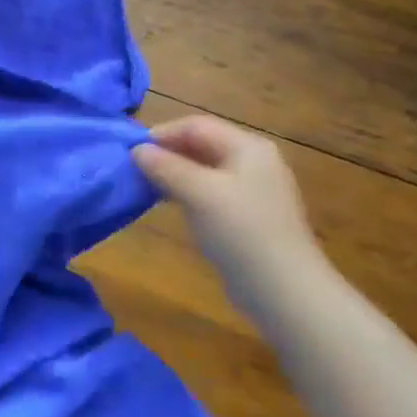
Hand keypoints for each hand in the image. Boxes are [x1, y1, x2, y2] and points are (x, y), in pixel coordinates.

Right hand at [132, 115, 322, 293]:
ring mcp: (254, 190)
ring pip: (205, 170)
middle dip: (167, 154)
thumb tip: (136, 150)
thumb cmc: (241, 232)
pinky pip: (212, 192)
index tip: (132, 152)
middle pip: (202, 145)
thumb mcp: (199, 193)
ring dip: (175, 174)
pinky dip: (189, 193)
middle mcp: (254, 162)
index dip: (162, 134)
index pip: (196, 126)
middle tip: (136, 169)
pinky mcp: (249, 216)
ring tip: (147, 186)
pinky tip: (173, 207)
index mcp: (248, 147)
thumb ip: (165, 167)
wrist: (284, 290)